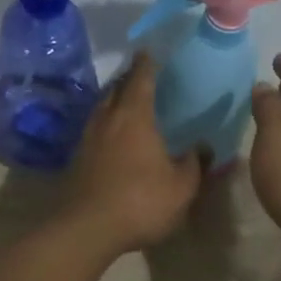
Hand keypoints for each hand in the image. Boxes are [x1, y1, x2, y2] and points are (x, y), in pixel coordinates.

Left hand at [64, 53, 205, 255]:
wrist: (86, 229)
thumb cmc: (140, 201)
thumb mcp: (181, 187)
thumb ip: (195, 164)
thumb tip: (203, 147)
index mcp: (134, 116)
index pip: (140, 78)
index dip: (147, 63)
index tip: (150, 51)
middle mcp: (107, 119)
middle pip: (116, 88)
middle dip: (129, 79)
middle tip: (142, 76)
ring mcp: (88, 138)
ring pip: (102, 108)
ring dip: (115, 101)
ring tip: (129, 103)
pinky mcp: (77, 158)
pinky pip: (95, 129)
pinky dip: (107, 124)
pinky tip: (115, 136)